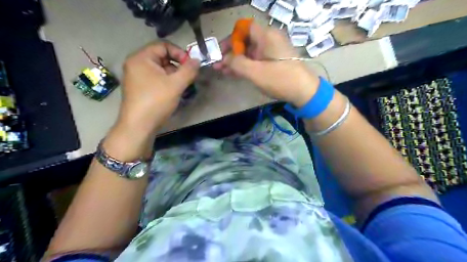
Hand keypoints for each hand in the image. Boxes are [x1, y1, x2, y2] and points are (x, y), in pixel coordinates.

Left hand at [117, 42, 198, 134]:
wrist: (139, 126)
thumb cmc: (156, 101)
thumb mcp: (176, 84)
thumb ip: (189, 70)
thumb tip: (197, 60)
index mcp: (141, 58)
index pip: (163, 45)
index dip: (179, 53)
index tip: (190, 66)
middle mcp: (136, 64)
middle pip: (162, 57)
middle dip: (178, 66)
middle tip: (188, 77)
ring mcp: (137, 76)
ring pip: (160, 69)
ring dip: (174, 75)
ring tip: (182, 86)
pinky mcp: (140, 87)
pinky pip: (156, 78)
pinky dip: (167, 82)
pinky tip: (174, 92)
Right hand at [215, 21, 321, 106]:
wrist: (304, 92)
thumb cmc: (280, 79)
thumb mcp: (255, 72)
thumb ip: (237, 63)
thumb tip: (225, 59)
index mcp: (266, 36)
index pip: (244, 29)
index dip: (231, 38)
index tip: (222, 52)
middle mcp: (269, 40)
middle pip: (246, 41)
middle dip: (230, 53)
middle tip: (218, 65)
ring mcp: (272, 51)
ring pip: (250, 52)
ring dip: (236, 61)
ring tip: (222, 71)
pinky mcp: (274, 62)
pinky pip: (256, 60)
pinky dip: (246, 66)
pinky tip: (234, 74)